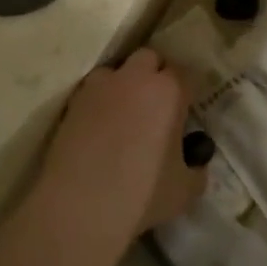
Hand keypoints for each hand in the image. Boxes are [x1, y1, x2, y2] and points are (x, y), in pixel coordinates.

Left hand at [39, 49, 196, 236]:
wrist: (80, 207)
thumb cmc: (143, 194)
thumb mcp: (185, 190)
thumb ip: (195, 169)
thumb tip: (193, 161)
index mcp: (168, 91)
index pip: (183, 74)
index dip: (185, 91)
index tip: (184, 112)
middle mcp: (133, 79)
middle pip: (148, 58)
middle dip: (154, 74)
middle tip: (156, 107)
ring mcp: (98, 88)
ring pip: (115, 71)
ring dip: (122, 84)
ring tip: (124, 115)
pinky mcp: (71, 104)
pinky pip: (91, 93)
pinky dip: (98, 103)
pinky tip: (99, 130)